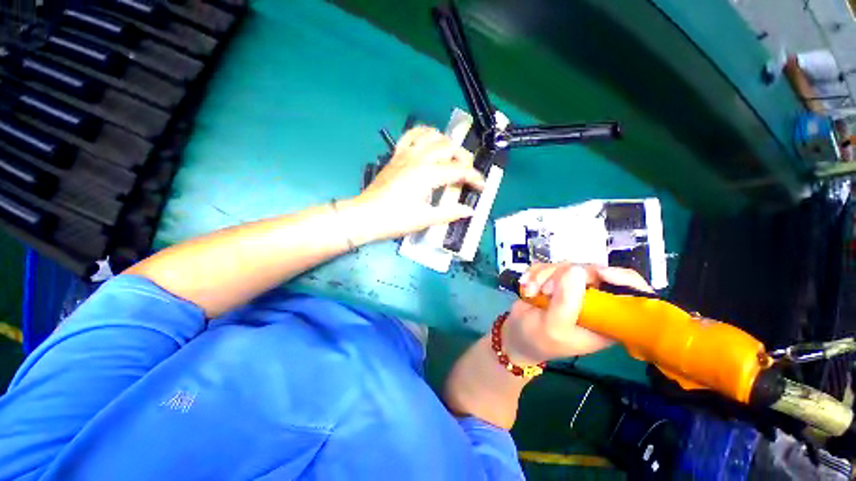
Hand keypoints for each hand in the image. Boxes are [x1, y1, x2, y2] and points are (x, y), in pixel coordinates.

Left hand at [354, 126, 484, 240]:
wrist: (366, 216)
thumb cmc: (395, 219)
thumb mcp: (425, 219)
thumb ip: (450, 213)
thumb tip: (469, 211)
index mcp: (428, 175)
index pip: (459, 171)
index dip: (475, 178)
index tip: (482, 187)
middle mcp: (419, 158)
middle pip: (449, 148)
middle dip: (464, 159)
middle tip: (467, 175)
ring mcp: (406, 154)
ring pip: (433, 135)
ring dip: (447, 143)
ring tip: (452, 157)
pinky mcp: (397, 155)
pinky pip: (412, 135)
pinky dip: (425, 134)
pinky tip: (430, 143)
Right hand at [502, 263, 653, 363]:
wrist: (515, 335)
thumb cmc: (538, 339)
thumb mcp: (553, 327)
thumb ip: (566, 302)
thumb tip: (576, 271)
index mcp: (606, 318)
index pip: (630, 293)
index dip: (621, 278)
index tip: (598, 273)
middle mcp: (593, 300)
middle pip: (591, 271)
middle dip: (560, 276)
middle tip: (544, 291)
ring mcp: (573, 288)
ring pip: (566, 266)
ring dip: (542, 276)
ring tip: (531, 292)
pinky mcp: (555, 281)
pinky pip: (548, 265)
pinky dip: (534, 273)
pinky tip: (526, 286)